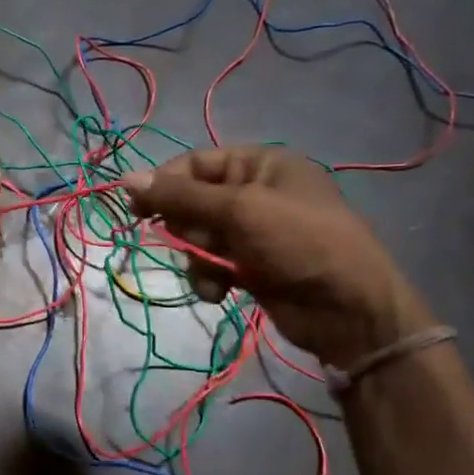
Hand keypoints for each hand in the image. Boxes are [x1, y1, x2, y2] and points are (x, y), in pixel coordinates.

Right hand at [122, 147, 432, 366]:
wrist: (348, 309)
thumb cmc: (298, 243)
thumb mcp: (238, 211)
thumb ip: (180, 196)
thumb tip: (125, 178)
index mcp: (261, 164)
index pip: (195, 164)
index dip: (164, 184)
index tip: (136, 209)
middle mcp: (256, 192)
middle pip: (193, 202)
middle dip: (187, 228)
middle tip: (194, 243)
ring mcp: (254, 232)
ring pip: (198, 237)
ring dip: (197, 259)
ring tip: (214, 274)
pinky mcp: (252, 265)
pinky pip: (212, 264)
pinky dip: (210, 277)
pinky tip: (220, 292)